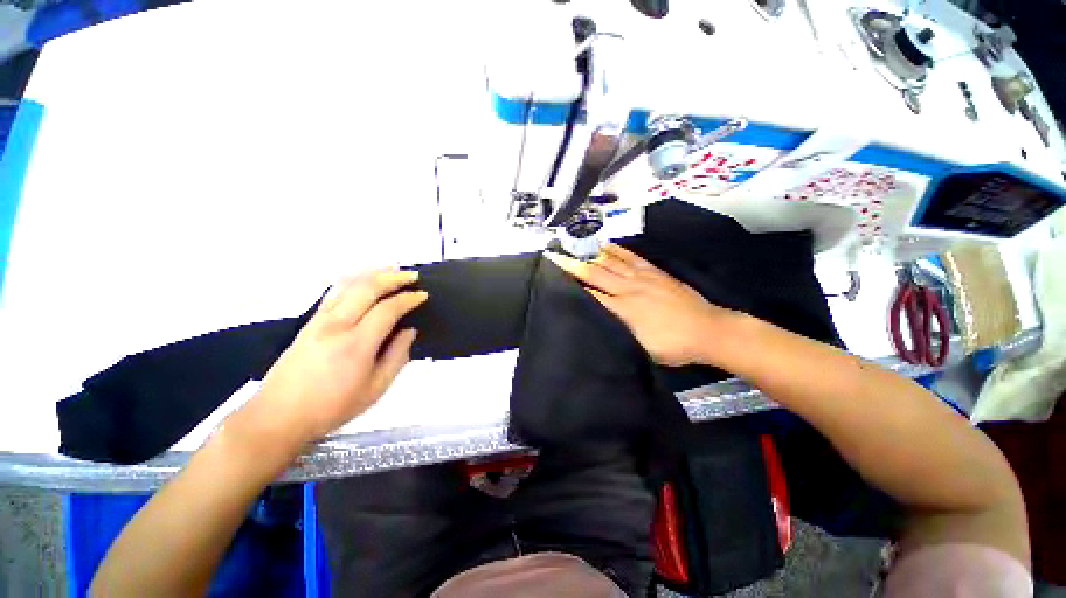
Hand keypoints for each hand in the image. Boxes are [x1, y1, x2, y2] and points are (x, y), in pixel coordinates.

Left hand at [252, 270, 427, 444]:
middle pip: (367, 288)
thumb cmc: (332, 407)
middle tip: (412, 276)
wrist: (279, 417)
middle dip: (393, 278)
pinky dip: (354, 280)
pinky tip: (363, 281)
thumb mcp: (376, 389)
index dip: (408, 299)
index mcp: (356, 344)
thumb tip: (409, 331)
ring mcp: (319, 321)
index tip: (423, 295)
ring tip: (392, 271)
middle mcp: (336, 325)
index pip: (387, 309)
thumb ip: (397, 357)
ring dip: (373, 274)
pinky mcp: (309, 322)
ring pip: (348, 284)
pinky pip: (334, 292)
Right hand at [544, 243, 736, 366]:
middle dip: (573, 265)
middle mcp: (628, 289)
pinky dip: (617, 250)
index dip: (572, 285)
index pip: (591, 294)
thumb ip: (616, 331)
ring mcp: (642, 278)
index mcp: (623, 310)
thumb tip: (596, 320)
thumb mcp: (640, 347)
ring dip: (591, 255)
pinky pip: (632, 257)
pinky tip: (606, 245)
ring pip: (611, 263)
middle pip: (596, 274)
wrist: (708, 331)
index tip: (555, 276)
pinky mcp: (655, 273)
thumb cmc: (672, 345)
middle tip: (556, 256)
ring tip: (574, 248)